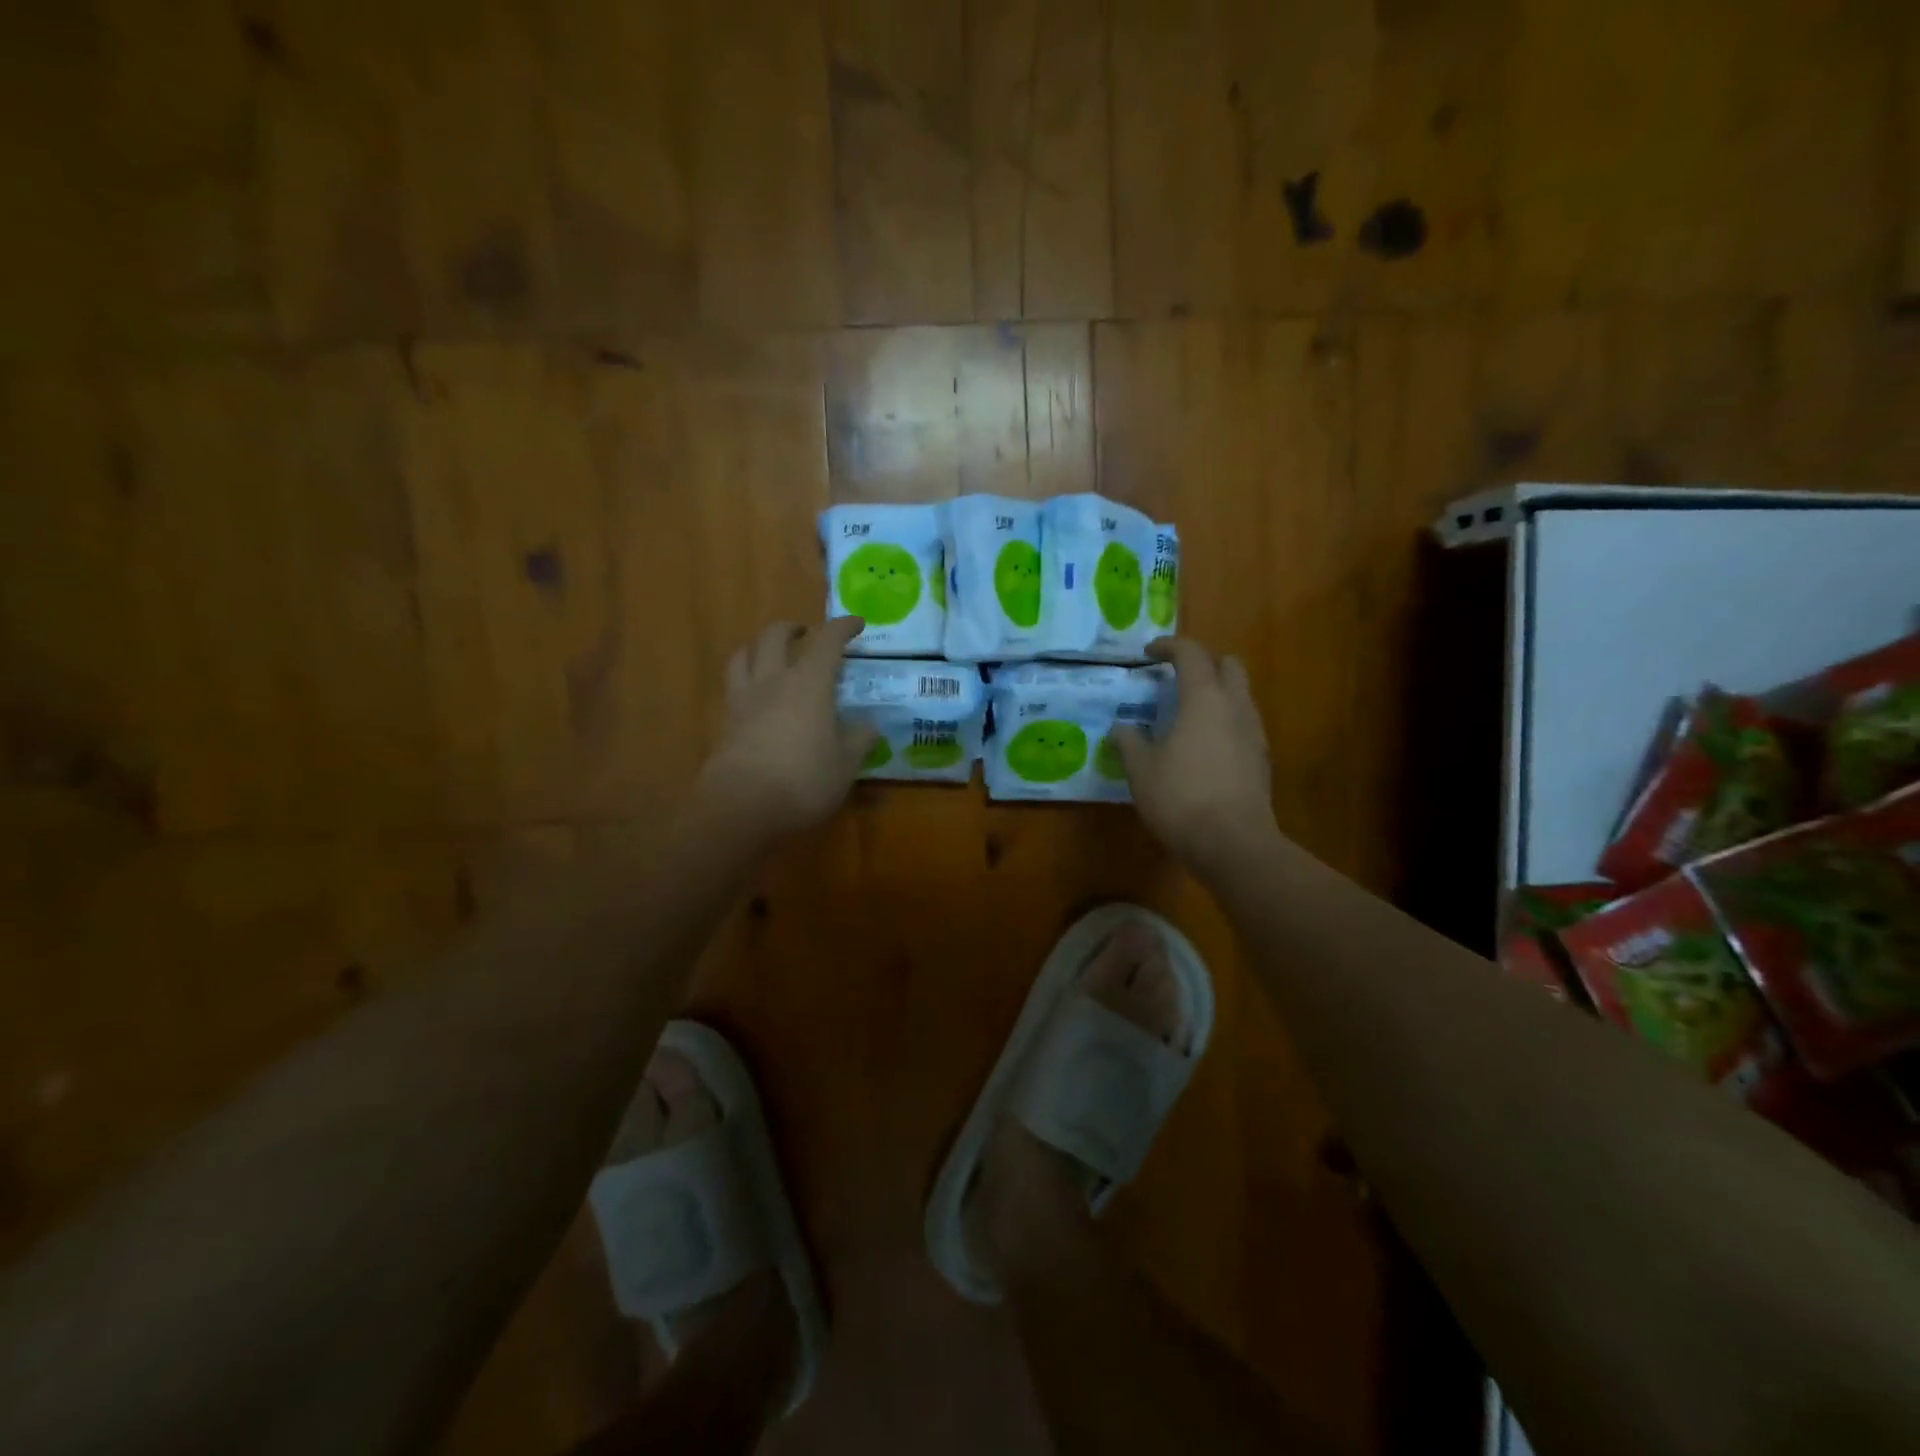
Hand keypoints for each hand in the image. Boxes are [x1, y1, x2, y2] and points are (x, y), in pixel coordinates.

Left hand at [691, 618, 877, 843]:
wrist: (740, 807)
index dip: (843, 627)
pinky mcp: (725, 723)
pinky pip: (733, 687)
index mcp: (809, 684)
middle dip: (792, 628)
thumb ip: (859, 740)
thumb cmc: (803, 781)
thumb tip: (869, 726)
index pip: (827, 641)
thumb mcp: (845, 765)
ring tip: (770, 654)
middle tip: (805, 634)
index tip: (857, 624)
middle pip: (774, 637)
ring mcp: (743, 700)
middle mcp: (773, 682)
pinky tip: (756, 697)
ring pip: (743, 655)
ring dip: (758, 647)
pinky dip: (746, 680)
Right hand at [1113, 638, 1277, 874]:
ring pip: (1240, 695)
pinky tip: (1203, 748)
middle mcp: (1235, 707)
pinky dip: (1224, 722)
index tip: (1148, 654)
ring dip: (1216, 694)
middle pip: (1229, 665)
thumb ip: (1129, 742)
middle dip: (1204, 663)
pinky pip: (1243, 724)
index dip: (1169, 646)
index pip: (1191, 654)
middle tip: (1176, 679)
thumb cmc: (1180, 797)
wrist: (1233, 843)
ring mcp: (1254, 733)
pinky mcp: (1262, 760)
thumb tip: (1121, 728)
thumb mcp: (1140, 770)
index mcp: (1204, 699)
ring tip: (1187, 716)